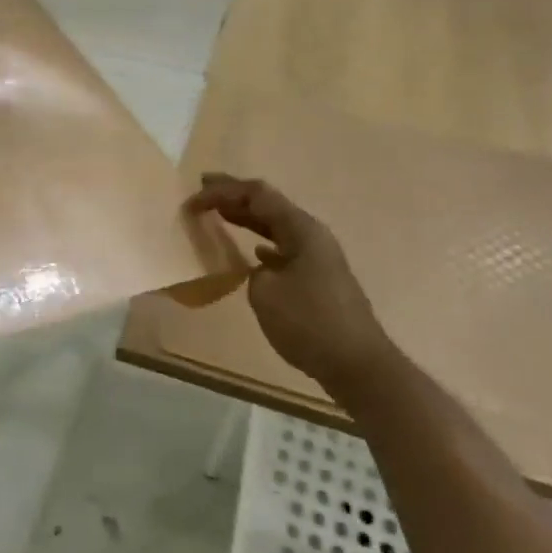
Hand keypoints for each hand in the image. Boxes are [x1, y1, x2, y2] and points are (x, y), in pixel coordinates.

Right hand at [187, 173, 390, 395]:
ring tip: (219, 213)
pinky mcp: (318, 278)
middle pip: (268, 205)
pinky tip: (252, 251)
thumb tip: (259, 269)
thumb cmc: (310, 322)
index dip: (223, 192)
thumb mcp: (266, 293)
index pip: (257, 195)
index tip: (193, 199)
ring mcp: (317, 256)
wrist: (357, 364)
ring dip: (247, 219)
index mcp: (301, 229)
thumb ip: (253, 271)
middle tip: (203, 188)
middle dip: (234, 195)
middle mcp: (311, 234)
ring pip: (275, 227)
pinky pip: (283, 249)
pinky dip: (262, 244)